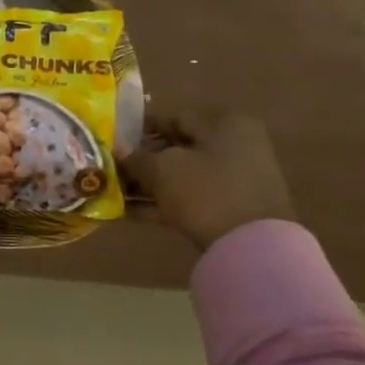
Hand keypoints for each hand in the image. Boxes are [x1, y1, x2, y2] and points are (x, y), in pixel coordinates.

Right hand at [123, 110, 294, 251]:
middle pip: (178, 149)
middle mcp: (235, 146)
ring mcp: (236, 180)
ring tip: (114, 192)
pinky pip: (189, 198)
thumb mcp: (162, 168)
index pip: (174, 119)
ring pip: (182, 176)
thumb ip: (136, 157)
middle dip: (142, 160)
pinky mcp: (231, 209)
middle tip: (112, 169)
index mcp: (225, 125)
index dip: (139, 130)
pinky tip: (128, 212)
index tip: (113, 141)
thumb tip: (119, 150)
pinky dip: (162, 202)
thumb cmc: (206, 191)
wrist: (252, 246)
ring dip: (148, 184)